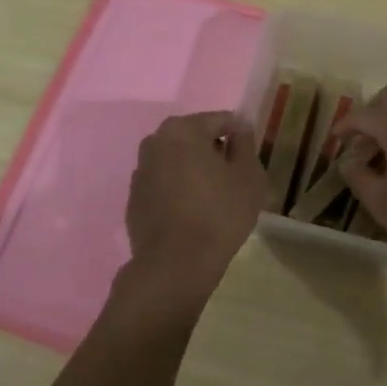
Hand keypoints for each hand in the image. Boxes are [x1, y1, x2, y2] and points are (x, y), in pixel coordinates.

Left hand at [124, 112, 266, 283]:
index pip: (221, 120)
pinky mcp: (134, 198)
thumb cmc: (219, 213)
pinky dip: (178, 190)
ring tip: (215, 197)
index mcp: (183, 129)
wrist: (175, 265)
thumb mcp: (248, 176)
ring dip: (195, 171)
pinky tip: (193, 213)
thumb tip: (240, 127)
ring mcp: (140, 171)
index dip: (241, 136)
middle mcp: (155, 141)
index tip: (251, 159)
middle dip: (215, 152)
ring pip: (177, 161)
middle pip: (195, 138)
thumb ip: (245, 144)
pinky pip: (164, 184)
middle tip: (235, 178)